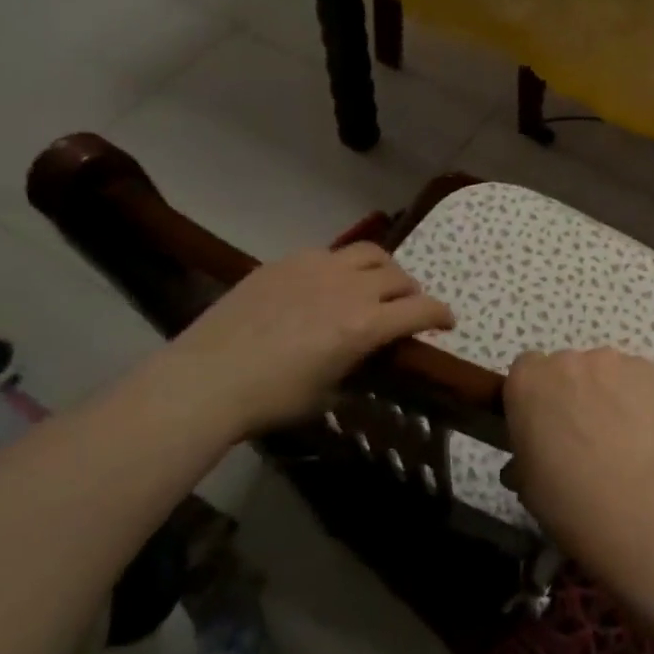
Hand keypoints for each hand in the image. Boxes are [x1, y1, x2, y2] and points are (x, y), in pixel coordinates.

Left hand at [158, 243, 452, 434]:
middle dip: (411, 293)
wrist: (205, 379)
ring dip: (383, 270)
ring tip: (374, 284)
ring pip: (370, 253)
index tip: (448, 322)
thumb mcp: (328, 395)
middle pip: (399, 277)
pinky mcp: (288, 261)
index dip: (442, 315)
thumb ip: (358, 367)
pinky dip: (342, 267)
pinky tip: (325, 285)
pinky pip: (330, 253)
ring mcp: (318, 267)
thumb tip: (368, 356)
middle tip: (405, 308)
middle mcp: (350, 288)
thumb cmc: (271, 400)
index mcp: (365, 326)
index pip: (422, 309)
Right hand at [501, 349, 653, 564]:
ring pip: (603, 370)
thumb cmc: (561, 494)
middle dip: (572, 390)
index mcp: (526, 380)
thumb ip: (525, 450)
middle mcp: (564, 359)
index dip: (537, 394)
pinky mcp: (644, 368)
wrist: (624, 499)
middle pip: (566, 366)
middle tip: (583, 429)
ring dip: (606, 390)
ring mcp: (607, 359)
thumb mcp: (523, 477)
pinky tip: (641, 428)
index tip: (545, 419)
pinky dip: (637, 394)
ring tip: (619, 431)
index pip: (527, 370)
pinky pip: (636, 376)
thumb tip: (536, 453)